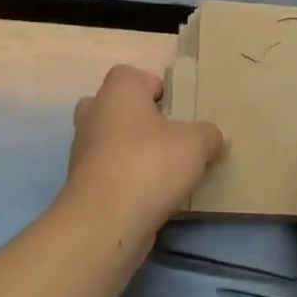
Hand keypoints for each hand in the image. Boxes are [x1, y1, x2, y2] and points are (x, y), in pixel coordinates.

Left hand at [62, 64, 224, 234]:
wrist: (105, 222)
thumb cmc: (150, 165)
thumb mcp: (197, 143)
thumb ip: (209, 134)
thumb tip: (214, 137)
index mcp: (117, 91)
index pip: (133, 75)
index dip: (156, 88)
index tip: (178, 110)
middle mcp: (93, 113)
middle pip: (118, 107)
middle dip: (142, 119)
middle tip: (170, 137)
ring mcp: (82, 150)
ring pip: (112, 140)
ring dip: (134, 151)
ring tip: (166, 171)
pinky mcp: (81, 184)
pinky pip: (109, 170)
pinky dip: (126, 178)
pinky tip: (151, 195)